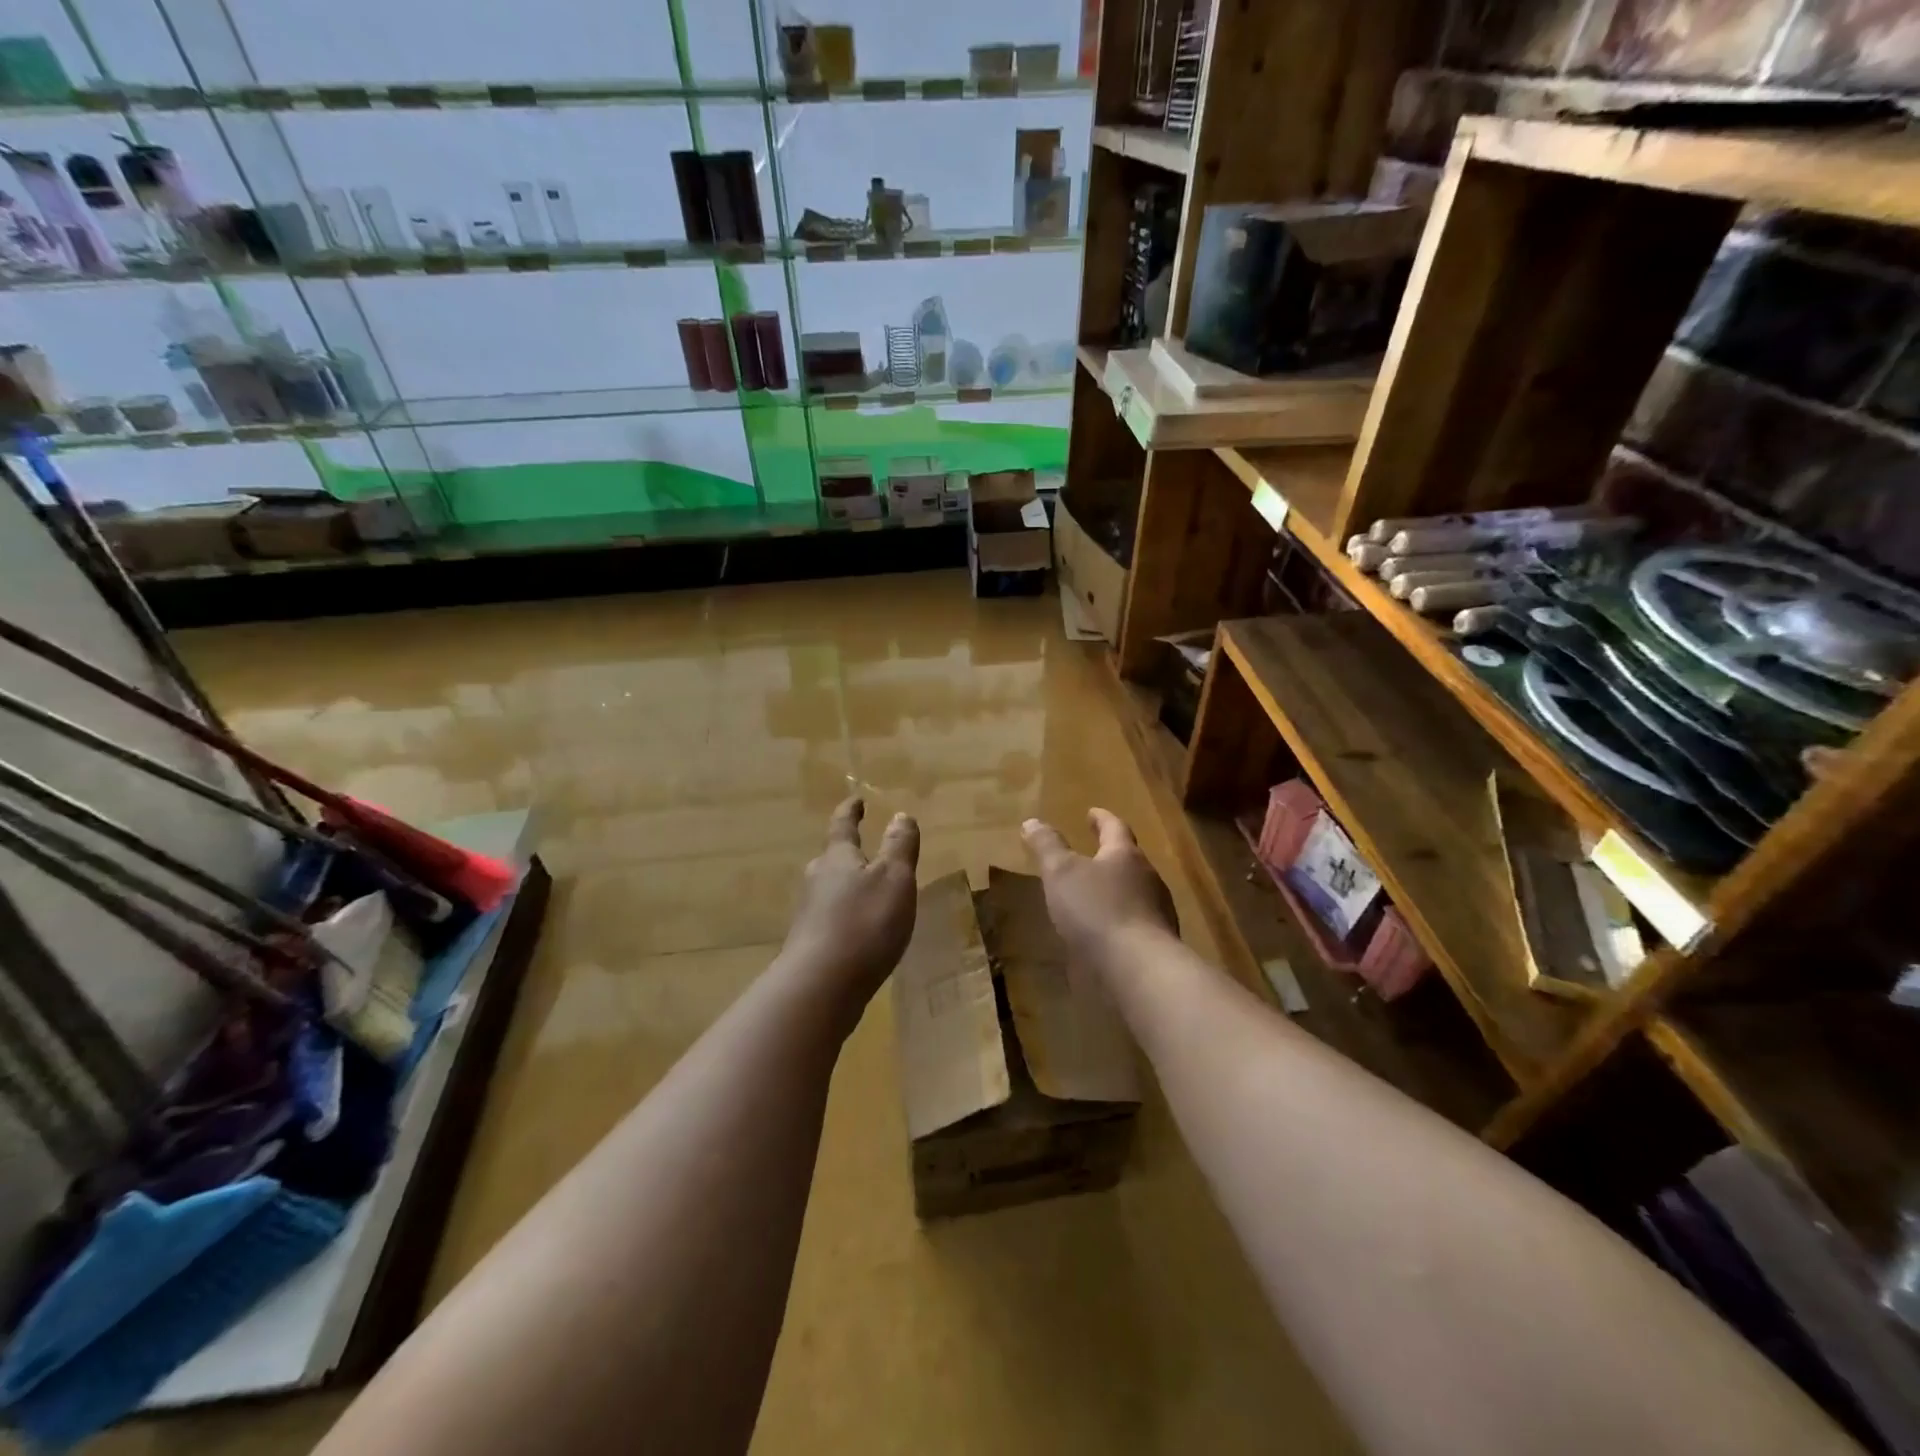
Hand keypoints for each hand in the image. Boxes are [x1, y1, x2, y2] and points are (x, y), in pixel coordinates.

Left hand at [780, 798, 920, 1005]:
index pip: (843, 826)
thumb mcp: (894, 879)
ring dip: (846, 888)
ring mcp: (809, 915)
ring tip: (866, 893)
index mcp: (838, 858)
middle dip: (847, 853)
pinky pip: (831, 921)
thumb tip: (900, 814)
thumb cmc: (864, 923)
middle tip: (863, 850)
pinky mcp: (810, 946)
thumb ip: (899, 847)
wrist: (821, 986)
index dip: (850, 811)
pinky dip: (845, 918)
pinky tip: (858, 934)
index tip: (856, 800)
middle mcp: (817, 880)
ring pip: (830, 891)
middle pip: (832, 859)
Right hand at [1022, 809, 1176, 970]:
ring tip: (1093, 896)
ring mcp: (1157, 913)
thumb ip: (1047, 846)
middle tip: (1092, 854)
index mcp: (1125, 855)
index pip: (1115, 827)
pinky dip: (1119, 920)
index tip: (1092, 813)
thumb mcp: (1061, 873)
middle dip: (1110, 856)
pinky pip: (1135, 923)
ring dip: (1115, 890)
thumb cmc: (1097, 910)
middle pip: (1129, 860)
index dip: (1101, 819)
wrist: (1139, 969)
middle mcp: (1148, 879)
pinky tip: (1104, 933)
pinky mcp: (1156, 944)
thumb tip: (1032, 821)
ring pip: (1135, 892)